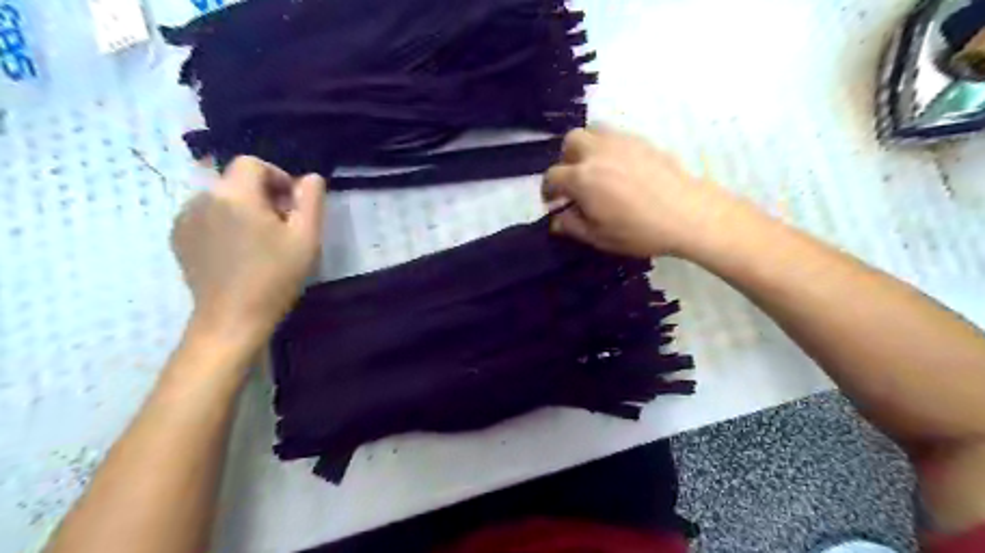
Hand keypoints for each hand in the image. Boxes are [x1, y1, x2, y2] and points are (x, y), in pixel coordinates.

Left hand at [169, 156, 322, 353]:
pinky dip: (224, 223)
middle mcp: (202, 198)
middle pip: (236, 180)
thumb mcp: (306, 237)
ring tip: (259, 241)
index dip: (277, 177)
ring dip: (243, 209)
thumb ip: (311, 200)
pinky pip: (205, 216)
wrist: (232, 318)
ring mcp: (185, 218)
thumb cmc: (275, 277)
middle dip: (263, 195)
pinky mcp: (177, 238)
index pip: (253, 163)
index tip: (292, 205)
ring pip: (221, 198)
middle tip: (282, 227)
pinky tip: (237, 251)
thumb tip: (310, 177)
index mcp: (235, 194)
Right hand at [542, 128, 743, 258]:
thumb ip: (572, 226)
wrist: (688, 215)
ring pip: (592, 130)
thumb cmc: (639, 231)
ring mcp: (620, 142)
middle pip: (570, 143)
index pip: (552, 176)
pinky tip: (619, 166)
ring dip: (586, 146)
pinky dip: (608, 146)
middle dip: (565, 160)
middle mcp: (596, 152)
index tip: (553, 202)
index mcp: (582, 178)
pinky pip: (615, 134)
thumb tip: (556, 220)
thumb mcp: (599, 237)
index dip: (548, 190)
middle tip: (574, 180)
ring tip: (594, 167)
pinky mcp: (641, 140)